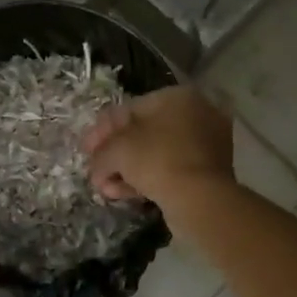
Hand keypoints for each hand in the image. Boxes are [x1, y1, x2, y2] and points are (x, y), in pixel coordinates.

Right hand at [81, 85, 233, 207]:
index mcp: (177, 96)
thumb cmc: (157, 160)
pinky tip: (126, 195)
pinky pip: (171, 169)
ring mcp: (206, 143)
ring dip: (128, 171)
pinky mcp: (209, 172)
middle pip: (143, 133)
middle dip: (115, 154)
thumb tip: (97, 165)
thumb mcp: (118, 150)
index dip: (103, 130)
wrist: (200, 200)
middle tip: (96, 172)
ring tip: (107, 190)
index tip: (87, 150)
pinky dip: (148, 180)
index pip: (130, 109)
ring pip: (156, 154)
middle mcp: (196, 114)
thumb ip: (101, 152)